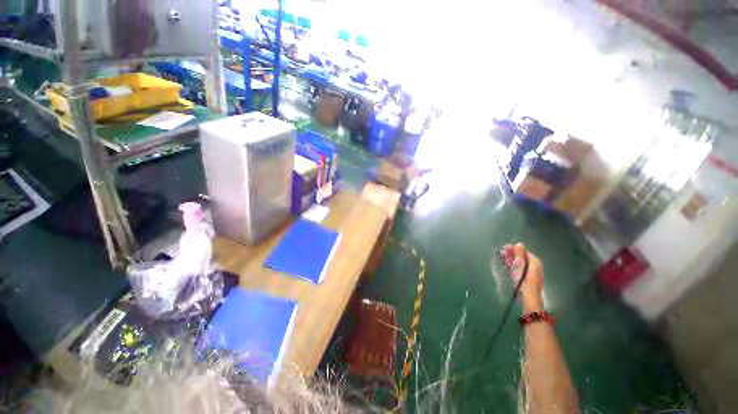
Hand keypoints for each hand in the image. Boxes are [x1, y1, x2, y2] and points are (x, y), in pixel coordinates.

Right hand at [502, 243, 543, 312]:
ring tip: (503, 258)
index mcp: (535, 262)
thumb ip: (519, 254)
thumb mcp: (519, 265)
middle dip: (513, 254)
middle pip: (523, 257)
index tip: (504, 248)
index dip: (514, 249)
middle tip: (502, 252)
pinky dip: (514, 265)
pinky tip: (508, 267)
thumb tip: (519, 243)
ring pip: (521, 263)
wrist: (528, 297)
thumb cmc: (523, 280)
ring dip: (512, 259)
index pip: (524, 251)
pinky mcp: (528, 279)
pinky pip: (521, 268)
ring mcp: (532, 274)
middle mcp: (535, 267)